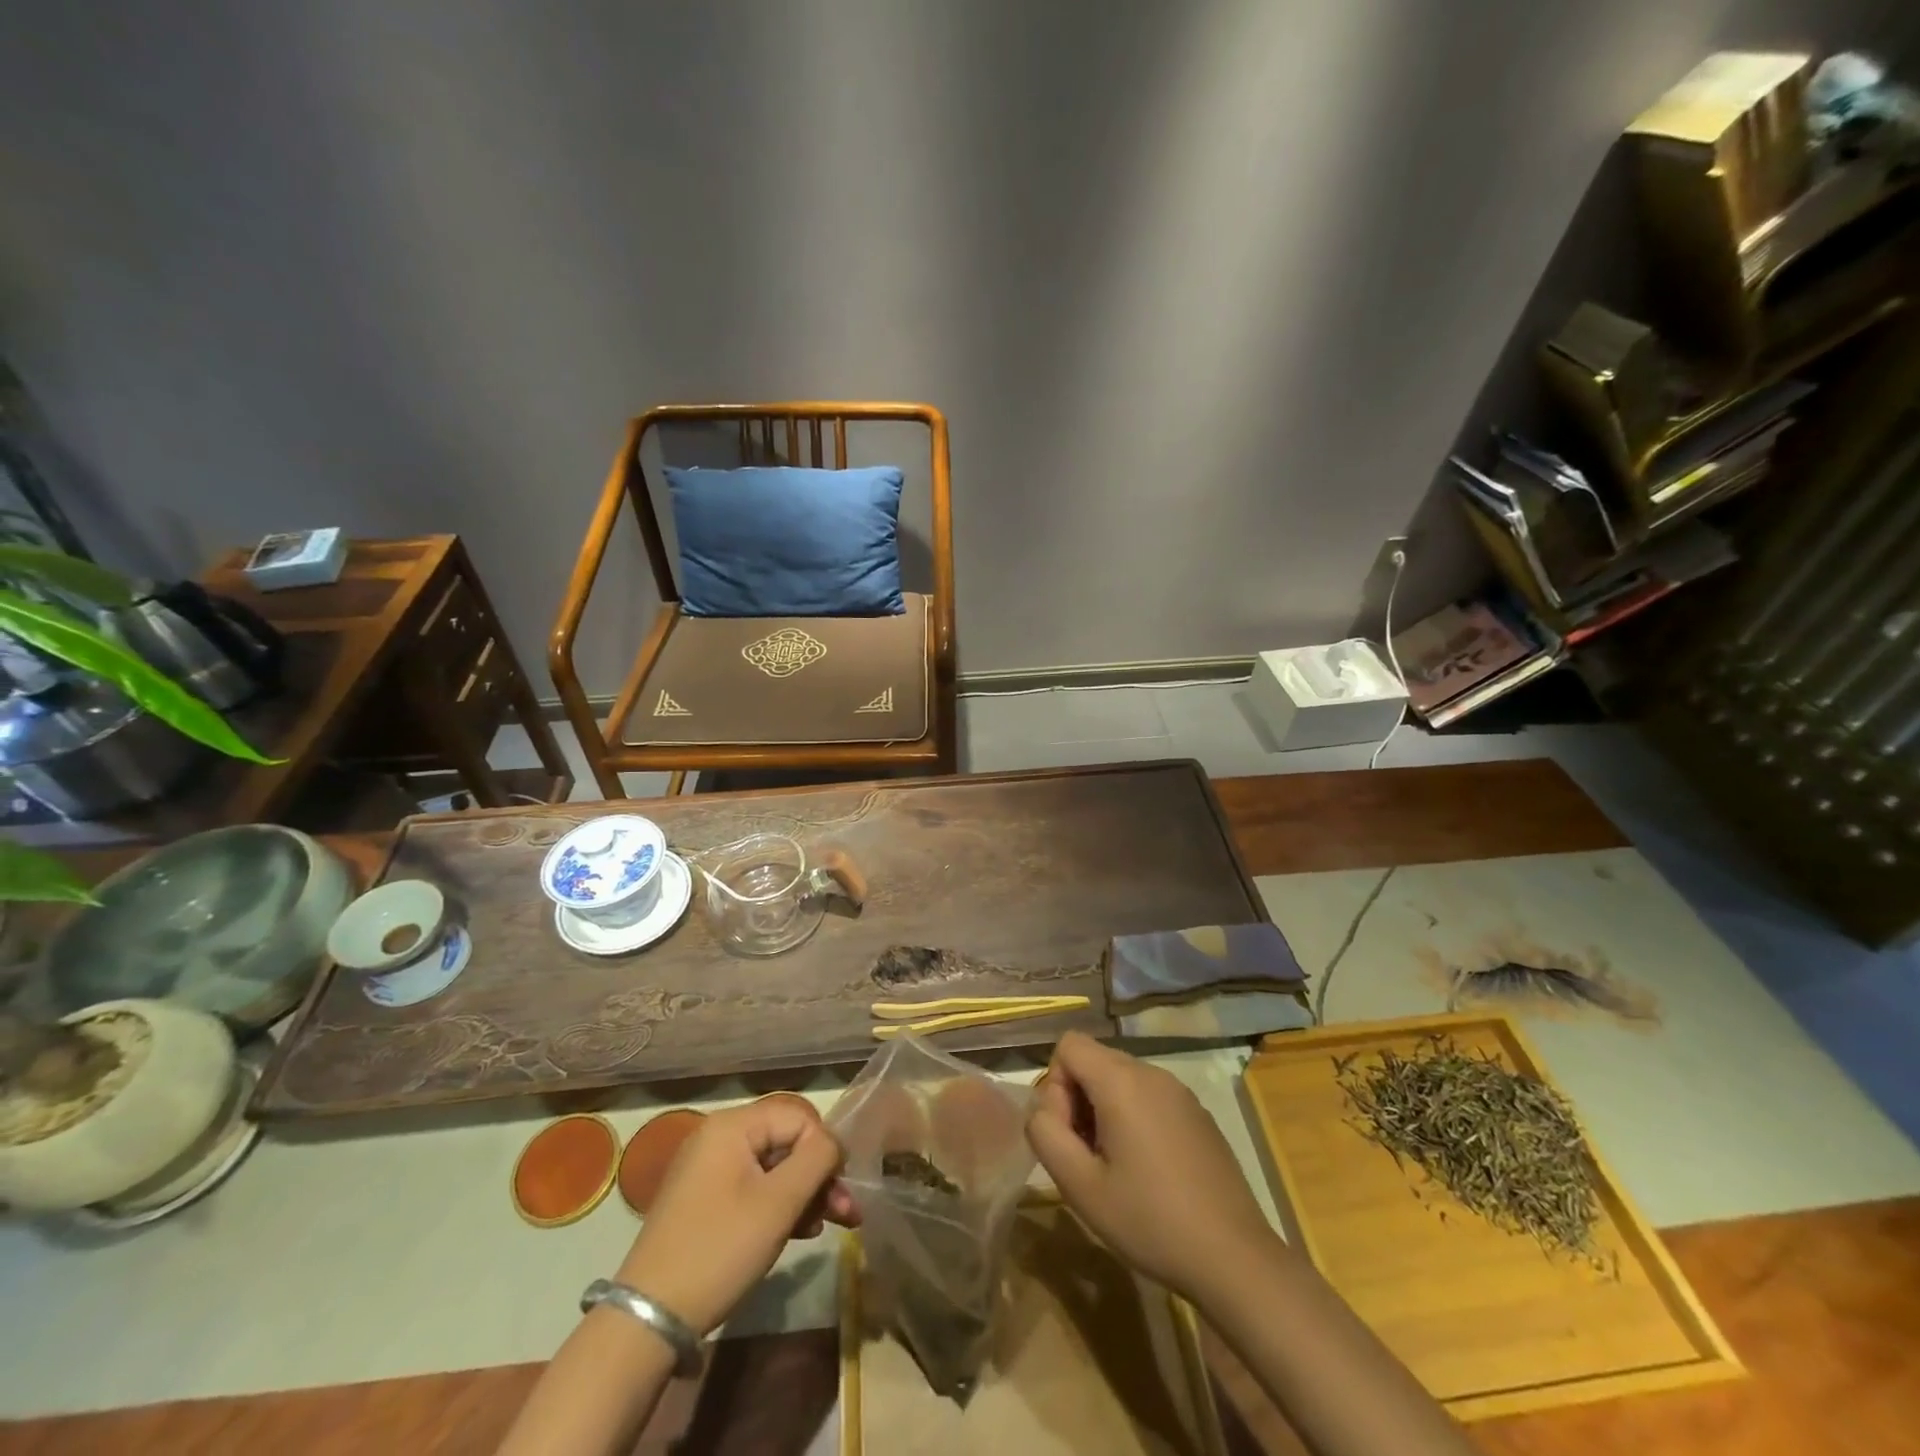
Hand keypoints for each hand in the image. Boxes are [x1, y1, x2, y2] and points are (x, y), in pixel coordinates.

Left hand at [616, 1098, 858, 1335]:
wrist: (649, 1319)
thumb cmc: (720, 1250)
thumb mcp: (778, 1203)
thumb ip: (816, 1160)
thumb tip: (834, 1142)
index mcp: (731, 1125)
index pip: (798, 1117)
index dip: (825, 1150)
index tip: (841, 1189)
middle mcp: (717, 1136)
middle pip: (785, 1142)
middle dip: (819, 1176)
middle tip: (847, 1213)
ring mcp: (707, 1169)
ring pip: (772, 1167)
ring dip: (803, 1193)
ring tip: (826, 1227)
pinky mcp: (703, 1200)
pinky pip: (752, 1187)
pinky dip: (778, 1205)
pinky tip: (798, 1231)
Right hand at [1027, 1031, 1278, 1303]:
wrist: (1235, 1258)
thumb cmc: (1151, 1221)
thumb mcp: (1080, 1187)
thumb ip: (1045, 1135)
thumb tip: (1042, 1110)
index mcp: (1122, 1081)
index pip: (1068, 1045)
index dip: (1055, 1086)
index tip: (1070, 1136)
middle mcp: (1152, 1073)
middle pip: (1094, 1060)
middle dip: (1077, 1101)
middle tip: (1088, 1159)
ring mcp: (1179, 1091)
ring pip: (1121, 1079)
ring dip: (1104, 1112)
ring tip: (1116, 1169)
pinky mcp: (1198, 1113)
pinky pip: (1149, 1097)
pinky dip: (1134, 1119)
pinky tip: (1148, 1172)